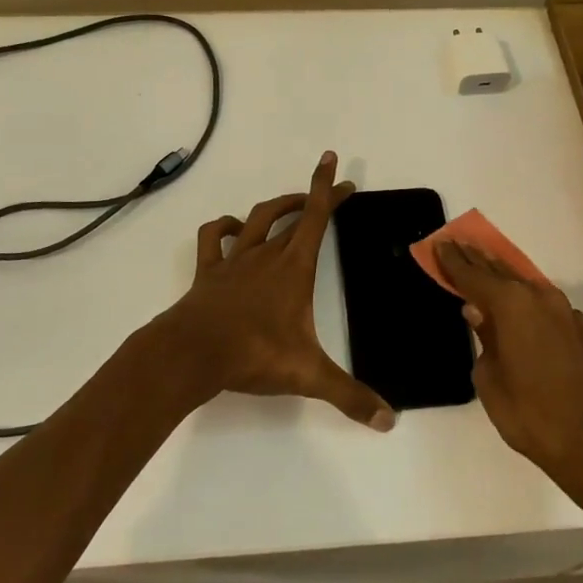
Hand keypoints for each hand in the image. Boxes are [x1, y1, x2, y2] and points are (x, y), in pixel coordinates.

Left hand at [146, 152, 393, 430]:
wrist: (193, 353)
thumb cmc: (253, 354)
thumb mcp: (308, 376)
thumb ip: (349, 396)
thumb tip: (389, 421)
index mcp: (293, 267)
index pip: (316, 216)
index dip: (327, 187)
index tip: (334, 161)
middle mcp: (266, 254)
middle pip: (292, 214)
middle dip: (312, 198)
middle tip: (330, 193)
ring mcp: (234, 260)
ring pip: (255, 218)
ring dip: (275, 207)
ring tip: (291, 205)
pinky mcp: (208, 271)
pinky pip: (212, 237)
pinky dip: (223, 227)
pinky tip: (231, 230)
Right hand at [435, 241, 582, 492]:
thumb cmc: (532, 415)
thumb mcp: (490, 380)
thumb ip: (483, 339)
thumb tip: (477, 313)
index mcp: (512, 305)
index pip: (473, 275)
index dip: (453, 261)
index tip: (438, 244)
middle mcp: (539, 297)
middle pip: (500, 271)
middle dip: (476, 259)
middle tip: (456, 244)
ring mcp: (565, 312)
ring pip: (525, 285)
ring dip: (502, 275)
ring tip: (481, 265)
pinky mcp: (580, 330)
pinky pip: (543, 303)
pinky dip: (524, 298)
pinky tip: (516, 305)